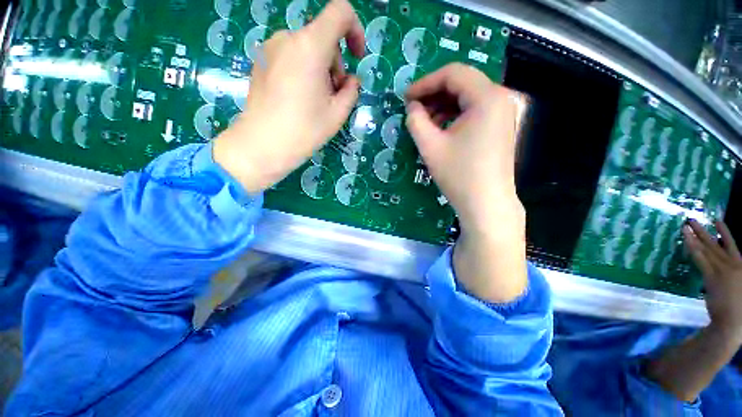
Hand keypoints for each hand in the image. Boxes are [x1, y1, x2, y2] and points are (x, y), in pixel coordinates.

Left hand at [213, 0, 364, 192]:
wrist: (262, 145)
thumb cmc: (304, 130)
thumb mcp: (338, 113)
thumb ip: (351, 90)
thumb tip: (351, 80)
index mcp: (310, 46)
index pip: (340, 13)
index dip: (355, 29)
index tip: (357, 56)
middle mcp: (288, 38)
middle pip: (323, 37)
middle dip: (335, 63)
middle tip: (334, 95)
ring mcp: (270, 48)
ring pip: (307, 49)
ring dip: (320, 69)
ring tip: (316, 101)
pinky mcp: (261, 61)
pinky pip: (291, 57)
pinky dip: (303, 71)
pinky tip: (299, 98)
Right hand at [405, 64, 524, 233]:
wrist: (486, 204)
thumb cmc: (459, 175)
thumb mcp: (431, 146)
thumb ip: (416, 121)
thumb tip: (412, 107)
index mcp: (486, 97)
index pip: (453, 73)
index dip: (425, 83)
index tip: (406, 97)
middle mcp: (499, 98)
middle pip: (462, 83)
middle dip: (434, 94)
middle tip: (413, 109)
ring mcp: (502, 114)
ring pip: (467, 98)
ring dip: (443, 106)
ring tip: (424, 122)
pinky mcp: (499, 128)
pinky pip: (474, 112)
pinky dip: (454, 116)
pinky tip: (440, 130)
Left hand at [684, 220, 741, 342]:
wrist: (734, 322)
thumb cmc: (738, 305)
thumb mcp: (738, 283)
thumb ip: (731, 271)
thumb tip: (720, 261)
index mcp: (740, 265)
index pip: (731, 244)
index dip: (724, 231)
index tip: (716, 219)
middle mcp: (731, 263)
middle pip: (714, 243)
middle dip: (702, 229)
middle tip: (690, 218)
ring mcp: (721, 269)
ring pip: (705, 248)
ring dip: (694, 235)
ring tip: (685, 225)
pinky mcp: (711, 277)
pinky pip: (700, 259)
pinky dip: (693, 248)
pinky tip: (686, 240)